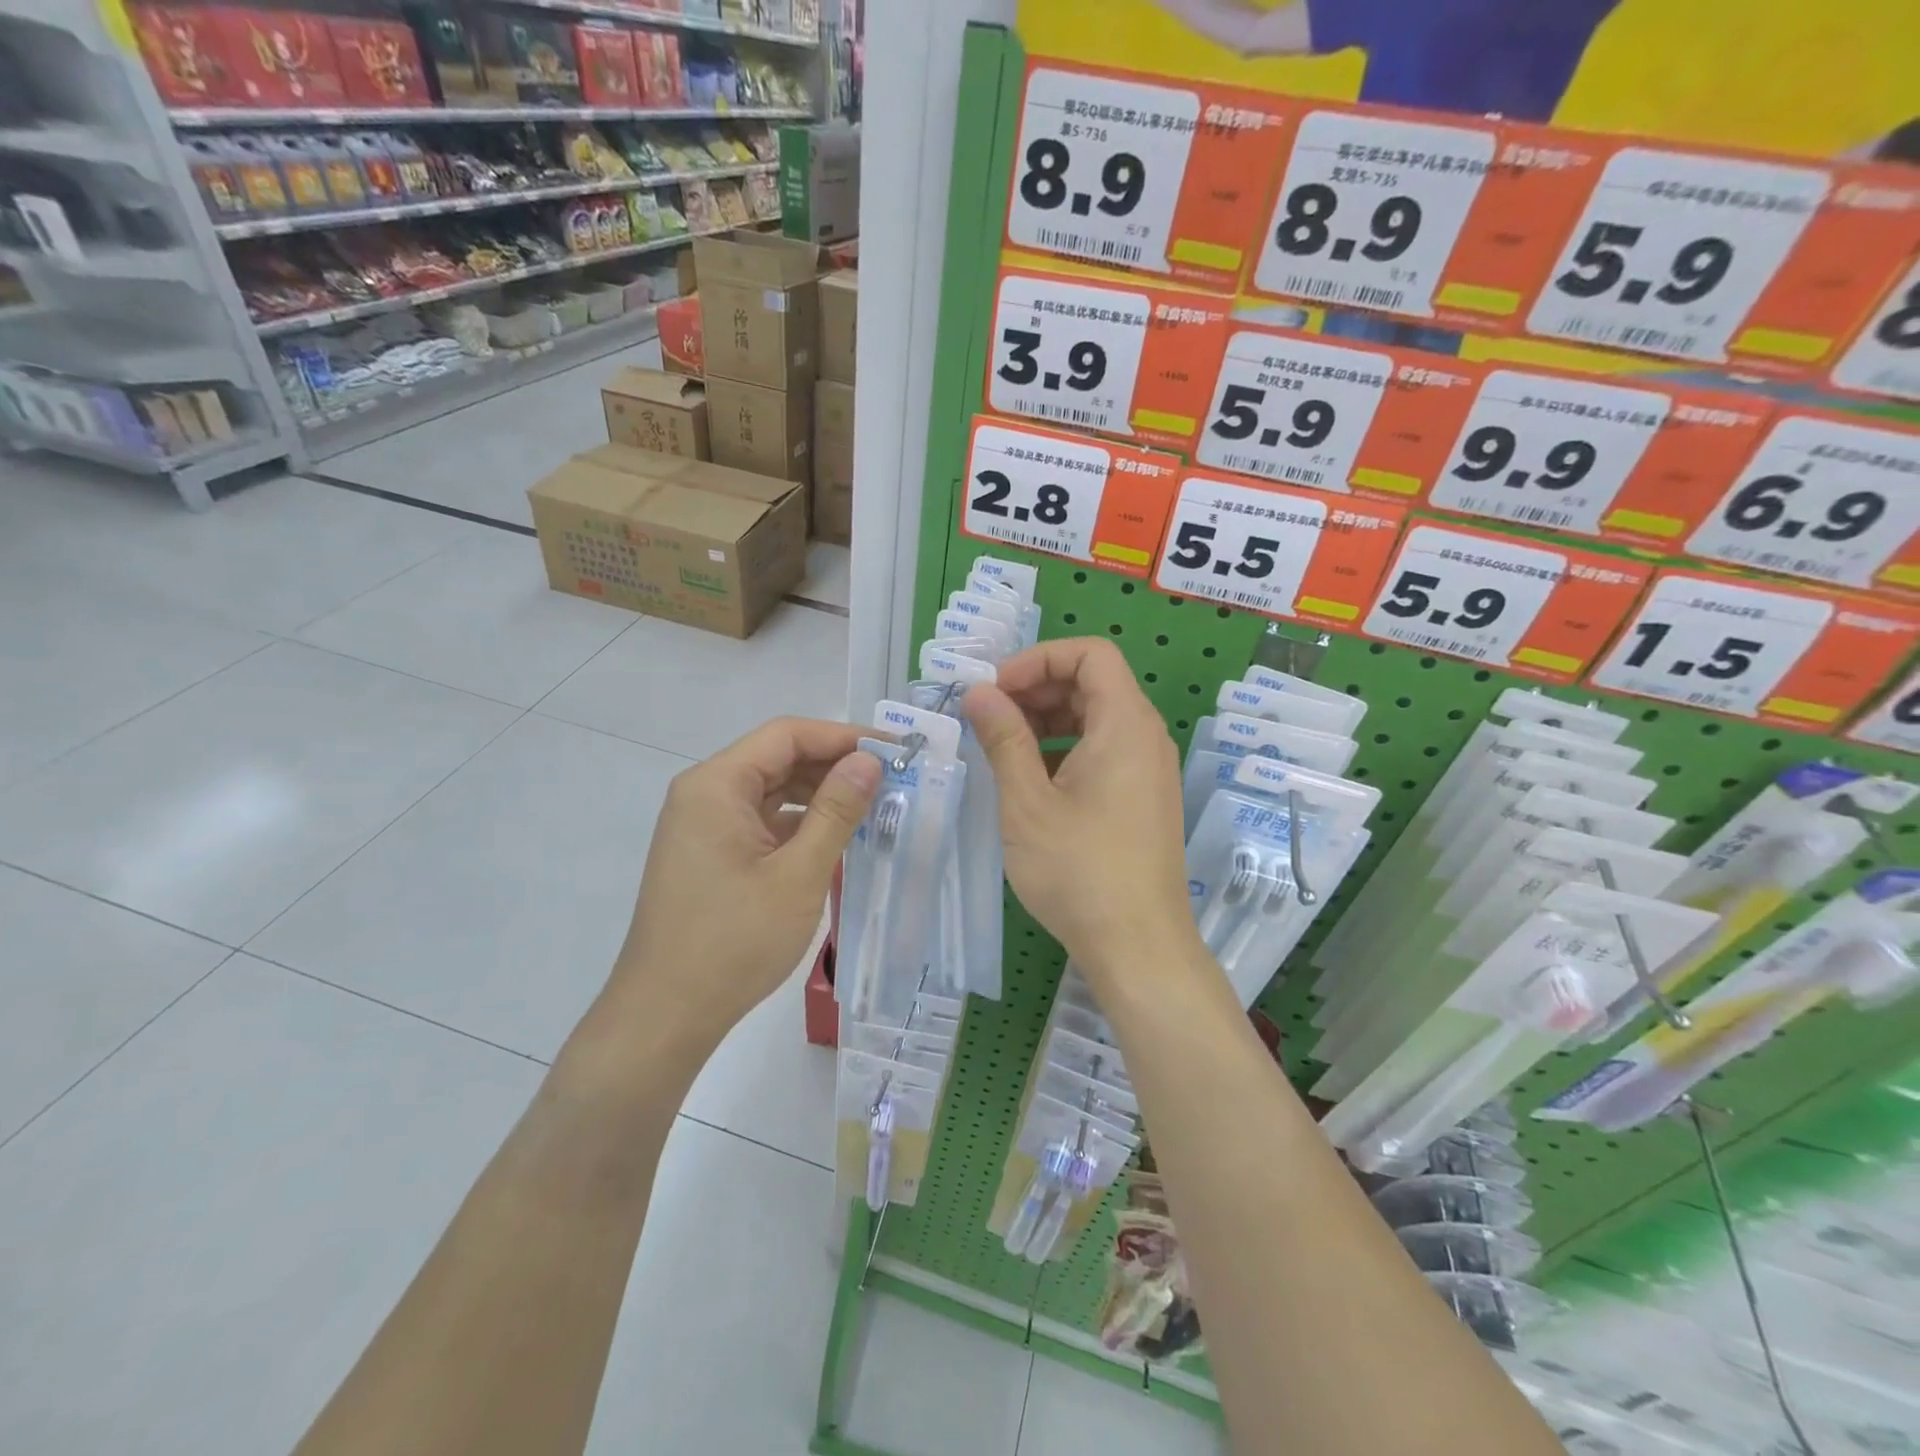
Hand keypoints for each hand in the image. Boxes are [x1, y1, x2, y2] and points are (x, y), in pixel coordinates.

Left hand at [597, 717, 882, 1054]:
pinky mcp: (710, 853)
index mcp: (716, 785)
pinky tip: (835, 838)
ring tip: (872, 807)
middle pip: (778, 758)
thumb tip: (869, 761)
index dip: (843, 736)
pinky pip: (761, 820)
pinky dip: (799, 823)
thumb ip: (836, 812)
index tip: (893, 751)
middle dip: (834, 765)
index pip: (787, 735)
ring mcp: (705, 825)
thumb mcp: (798, 875)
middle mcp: (704, 794)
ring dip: (819, 794)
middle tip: (891, 780)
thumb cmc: (733, 942)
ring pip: (771, 790)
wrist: (666, 1015)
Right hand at [963, 639, 1200, 987]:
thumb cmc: (1079, 870)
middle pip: (1093, 683)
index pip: (1090, 654)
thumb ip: (1003, 738)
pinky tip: (1030, 780)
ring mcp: (1148, 769)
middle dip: (1037, 688)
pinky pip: (1103, 751)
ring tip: (1002, 747)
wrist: (1138, 946)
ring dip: (1047, 720)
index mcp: (1125, 724)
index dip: (1038, 658)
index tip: (997, 689)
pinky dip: (1064, 749)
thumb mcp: (1027, 801)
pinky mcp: (1142, 798)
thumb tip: (979, 693)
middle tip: (989, 717)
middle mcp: (1145, 737)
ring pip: (1096, 719)